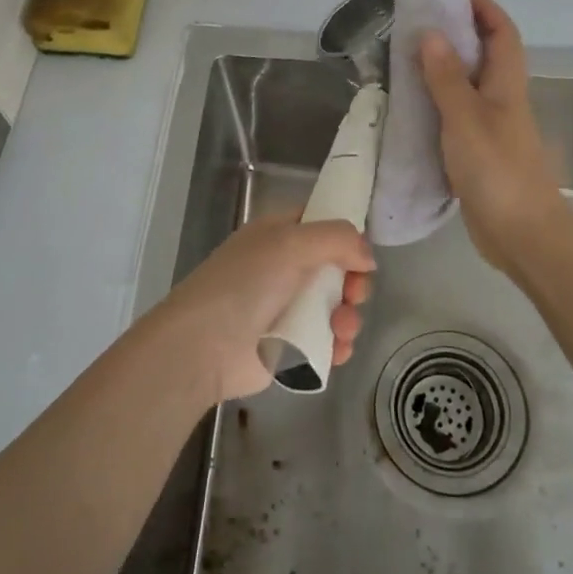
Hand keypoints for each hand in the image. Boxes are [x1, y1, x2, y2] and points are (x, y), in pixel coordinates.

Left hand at [155, 214, 375, 403]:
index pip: (320, 224)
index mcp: (278, 235)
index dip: (345, 235)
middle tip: (354, 294)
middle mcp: (283, 267)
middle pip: (336, 267)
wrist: (204, 346)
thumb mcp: (291, 243)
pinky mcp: (291, 346)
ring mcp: (287, 308)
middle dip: (354, 281)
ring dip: (349, 316)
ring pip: (336, 306)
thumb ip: (337, 239)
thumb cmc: (245, 284)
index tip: (362, 253)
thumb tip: (368, 257)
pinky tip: (337, 350)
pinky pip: (327, 340)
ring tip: (342, 329)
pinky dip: (338, 344)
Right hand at [419, 0, 567, 274]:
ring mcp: (490, 125)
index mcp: (506, 83)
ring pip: (466, 84)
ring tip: (403, 56)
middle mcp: (501, 98)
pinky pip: (454, 113)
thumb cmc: (497, 169)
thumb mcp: (466, 118)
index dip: (482, 6)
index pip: (501, 31)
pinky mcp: (476, 150)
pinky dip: (434, 102)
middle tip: (415, 22)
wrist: (521, 233)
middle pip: (483, 53)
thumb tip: (432, 32)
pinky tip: (408, 105)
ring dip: (441, 67)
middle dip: (456, 31)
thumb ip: (446, 77)